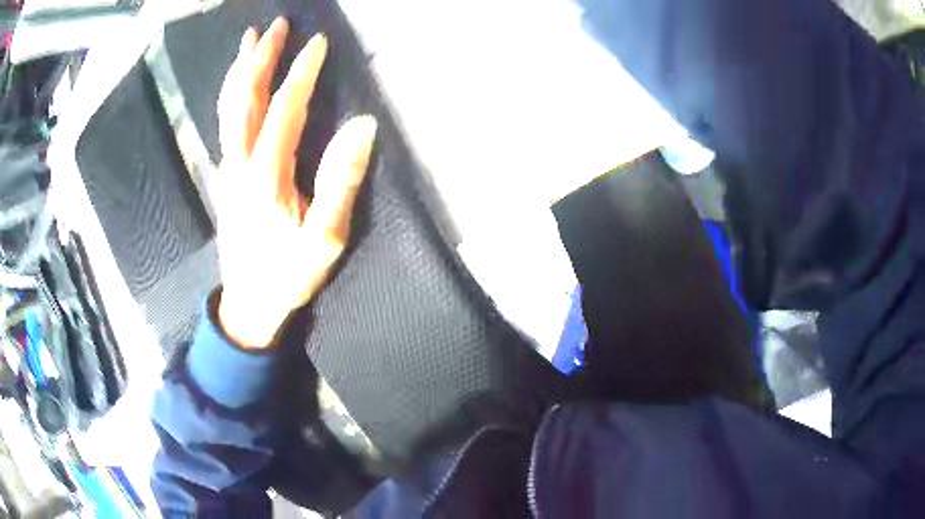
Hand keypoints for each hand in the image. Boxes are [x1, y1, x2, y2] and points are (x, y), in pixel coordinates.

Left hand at [213, 18, 376, 348]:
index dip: (302, 74)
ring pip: (229, 108)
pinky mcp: (225, 176)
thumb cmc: (287, 275)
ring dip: (241, 70)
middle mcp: (239, 163)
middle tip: (276, 26)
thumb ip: (340, 182)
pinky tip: (239, 83)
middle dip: (261, 58)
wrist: (248, 304)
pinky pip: (226, 122)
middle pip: (245, 98)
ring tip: (250, 40)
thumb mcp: (325, 239)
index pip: (285, 110)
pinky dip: (232, 94)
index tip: (318, 43)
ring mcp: (227, 168)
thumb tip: (363, 127)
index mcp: (266, 175)